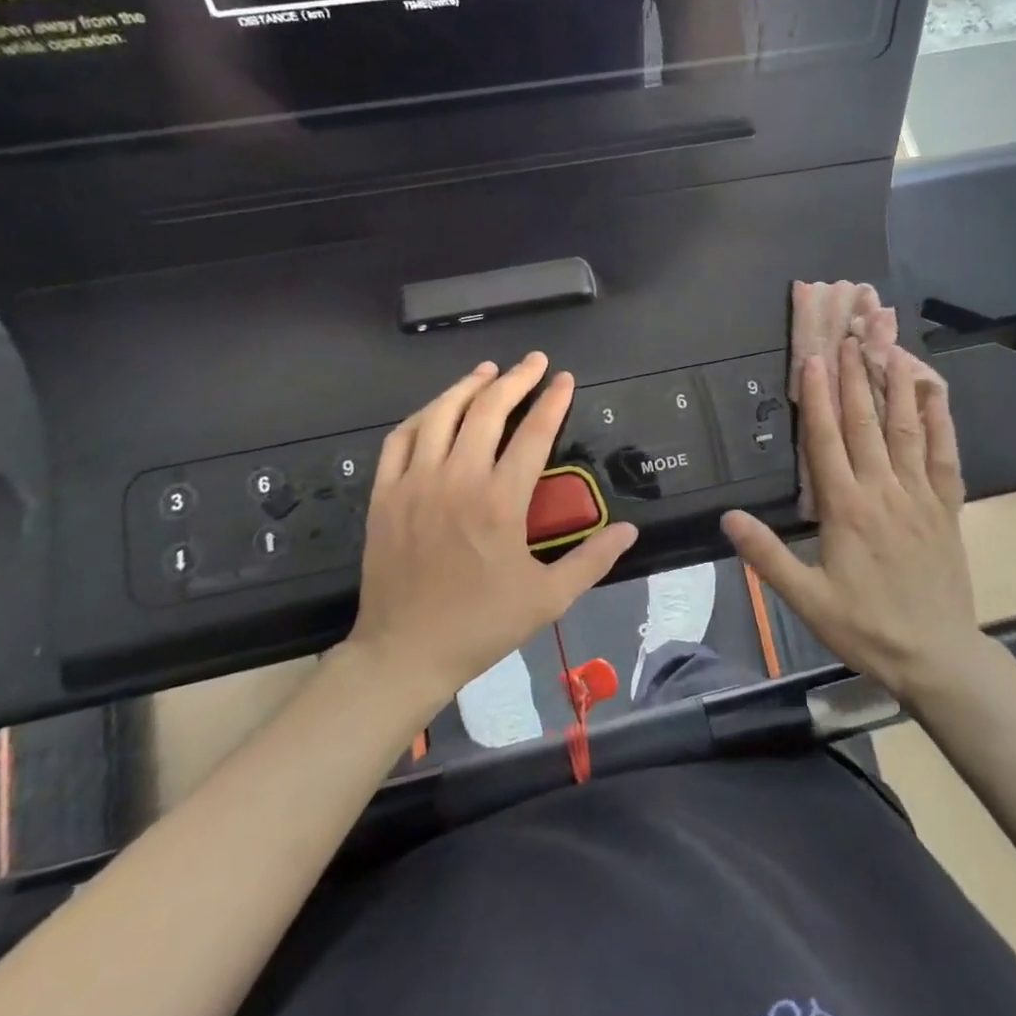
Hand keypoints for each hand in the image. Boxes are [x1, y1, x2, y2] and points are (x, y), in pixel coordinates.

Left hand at [347, 354, 638, 710]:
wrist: (405, 653)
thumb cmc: (481, 625)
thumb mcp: (548, 599)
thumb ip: (591, 560)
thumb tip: (630, 530)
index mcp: (500, 502)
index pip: (533, 433)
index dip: (553, 401)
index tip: (565, 379)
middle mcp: (457, 480)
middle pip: (488, 411)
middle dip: (515, 379)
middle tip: (534, 361)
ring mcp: (415, 483)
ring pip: (441, 415)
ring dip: (467, 386)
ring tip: (488, 370)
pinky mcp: (385, 494)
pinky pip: (400, 439)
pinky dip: (422, 415)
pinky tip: (437, 409)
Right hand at [722, 338, 981, 701]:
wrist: (937, 657)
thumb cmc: (865, 628)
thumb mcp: (807, 599)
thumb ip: (767, 556)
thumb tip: (728, 518)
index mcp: (846, 509)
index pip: (826, 440)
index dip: (818, 396)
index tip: (813, 357)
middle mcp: (883, 491)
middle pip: (865, 423)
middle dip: (854, 376)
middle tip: (848, 336)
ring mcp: (920, 496)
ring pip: (906, 430)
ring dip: (895, 385)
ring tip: (889, 347)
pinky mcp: (947, 508)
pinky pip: (946, 457)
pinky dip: (942, 422)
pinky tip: (935, 393)